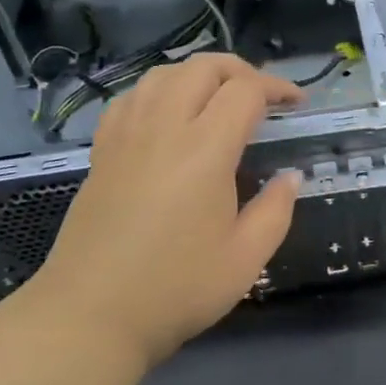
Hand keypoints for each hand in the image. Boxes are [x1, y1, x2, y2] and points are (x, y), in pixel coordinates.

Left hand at [33, 54, 302, 367]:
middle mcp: (163, 128)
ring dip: (198, 75)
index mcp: (204, 150)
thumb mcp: (245, 259)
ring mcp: (126, 135)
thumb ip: (276, 210)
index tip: (296, 105)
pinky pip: (131, 98)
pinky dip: (158, 91)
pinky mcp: (102, 151)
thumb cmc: (175, 289)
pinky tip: (167, 115)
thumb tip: (291, 176)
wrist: (89, 317)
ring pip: (163, 74)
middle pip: (203, 67)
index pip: (245, 91)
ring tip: (218, 98)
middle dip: (240, 70)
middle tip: (262, 97)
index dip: (277, 87)